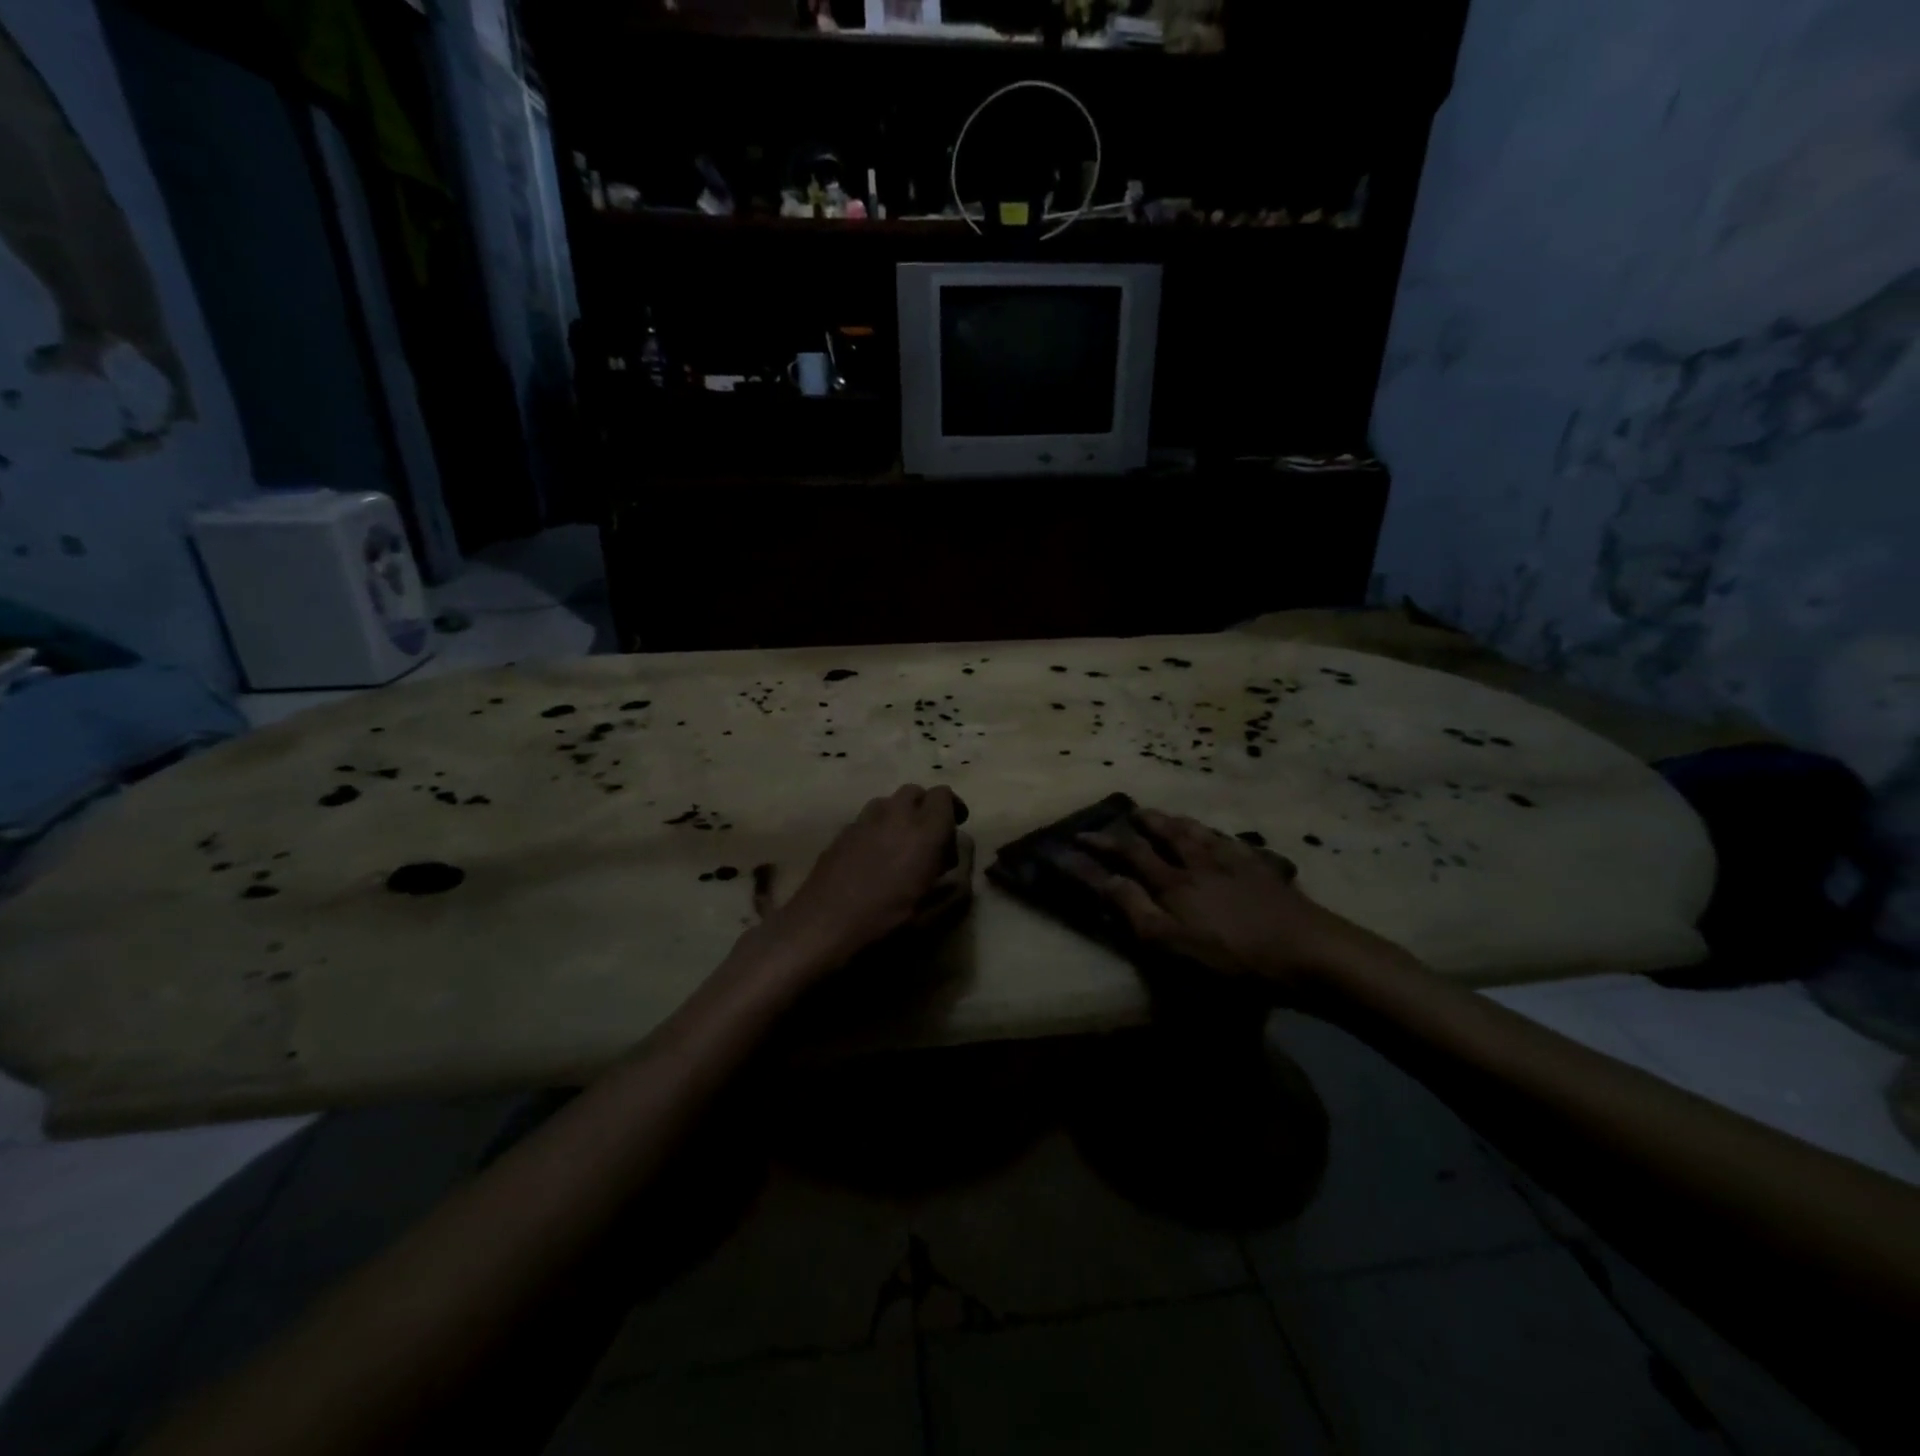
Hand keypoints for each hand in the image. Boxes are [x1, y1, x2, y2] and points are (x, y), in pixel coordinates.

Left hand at [750, 784, 973, 978]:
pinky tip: (873, 859)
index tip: (956, 829)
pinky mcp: (840, 833)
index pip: (943, 795)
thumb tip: (960, 862)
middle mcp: (894, 816)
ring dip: (900, 816)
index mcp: (924, 831)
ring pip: (888, 802)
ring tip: (900, 847)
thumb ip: (956, 883)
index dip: (953, 808)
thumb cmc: (885, 923)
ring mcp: (863, 821)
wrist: (821, 927)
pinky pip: (866, 819)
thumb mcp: (933, 914)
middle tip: (931, 839)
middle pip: (915, 792)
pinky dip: (877, 829)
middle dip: (926, 808)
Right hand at [1070, 807, 1386, 992]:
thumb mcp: (1171, 944)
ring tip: (1168, 816)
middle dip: (1142, 825)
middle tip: (1128, 813)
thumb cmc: (1233, 959)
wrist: (1310, 953)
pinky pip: (1236, 845)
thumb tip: (1102, 879)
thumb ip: (1134, 909)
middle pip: (1166, 836)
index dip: (1102, 847)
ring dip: (1177, 823)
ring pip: (1199, 834)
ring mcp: (1236, 865)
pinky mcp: (1266, 873)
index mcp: (1174, 884)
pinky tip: (1225, 839)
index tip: (1077, 838)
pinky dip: (1220, 837)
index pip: (1129, 858)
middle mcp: (1200, 865)